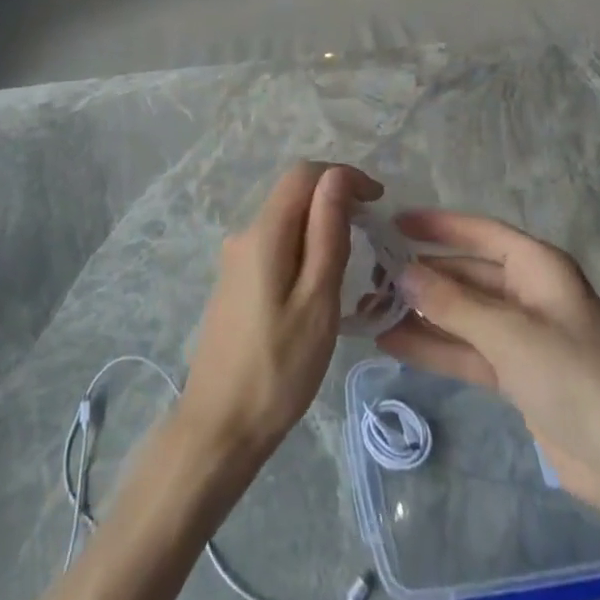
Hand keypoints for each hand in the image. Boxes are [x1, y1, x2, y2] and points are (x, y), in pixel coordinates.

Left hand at [178, 162, 382, 467]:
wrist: (220, 425)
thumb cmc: (279, 367)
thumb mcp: (317, 300)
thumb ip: (327, 234)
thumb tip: (337, 177)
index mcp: (263, 233)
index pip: (303, 174)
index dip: (344, 176)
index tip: (379, 203)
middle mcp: (243, 235)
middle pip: (293, 195)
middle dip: (335, 200)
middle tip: (372, 236)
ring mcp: (235, 260)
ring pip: (285, 222)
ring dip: (321, 227)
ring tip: (352, 266)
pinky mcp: (235, 283)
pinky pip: (275, 246)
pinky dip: (304, 249)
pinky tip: (320, 286)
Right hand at [376, 211, 599, 507]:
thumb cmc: (574, 378)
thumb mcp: (509, 333)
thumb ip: (451, 302)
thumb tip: (401, 272)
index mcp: (539, 268)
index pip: (481, 233)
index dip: (438, 225)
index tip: (393, 223)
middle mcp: (529, 294)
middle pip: (466, 274)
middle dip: (422, 276)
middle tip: (371, 279)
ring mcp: (522, 336)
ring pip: (462, 314)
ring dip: (421, 313)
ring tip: (370, 312)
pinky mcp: (517, 374)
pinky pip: (467, 349)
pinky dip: (434, 346)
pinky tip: (393, 343)